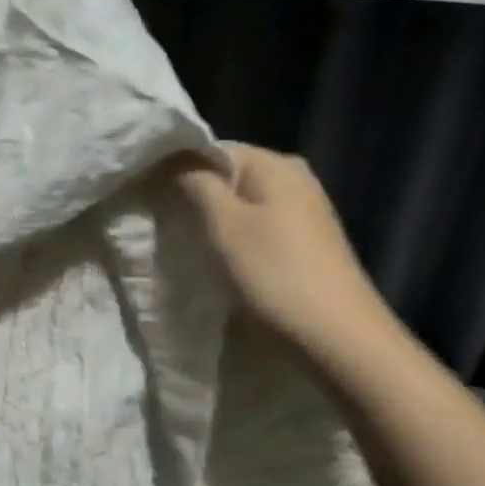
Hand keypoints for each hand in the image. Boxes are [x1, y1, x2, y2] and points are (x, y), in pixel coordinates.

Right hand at [178, 144, 389, 353]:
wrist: (337, 336)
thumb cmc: (274, 274)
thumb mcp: (224, 224)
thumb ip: (194, 182)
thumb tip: (171, 157)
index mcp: (275, 163)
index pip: (212, 149)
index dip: (177, 167)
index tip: (147, 194)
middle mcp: (294, 177)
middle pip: (228, 175)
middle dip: (194, 194)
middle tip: (161, 219)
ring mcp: (305, 210)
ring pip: (242, 202)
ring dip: (212, 218)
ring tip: (184, 240)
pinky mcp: (306, 241)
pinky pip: (258, 225)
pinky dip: (235, 236)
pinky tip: (220, 258)